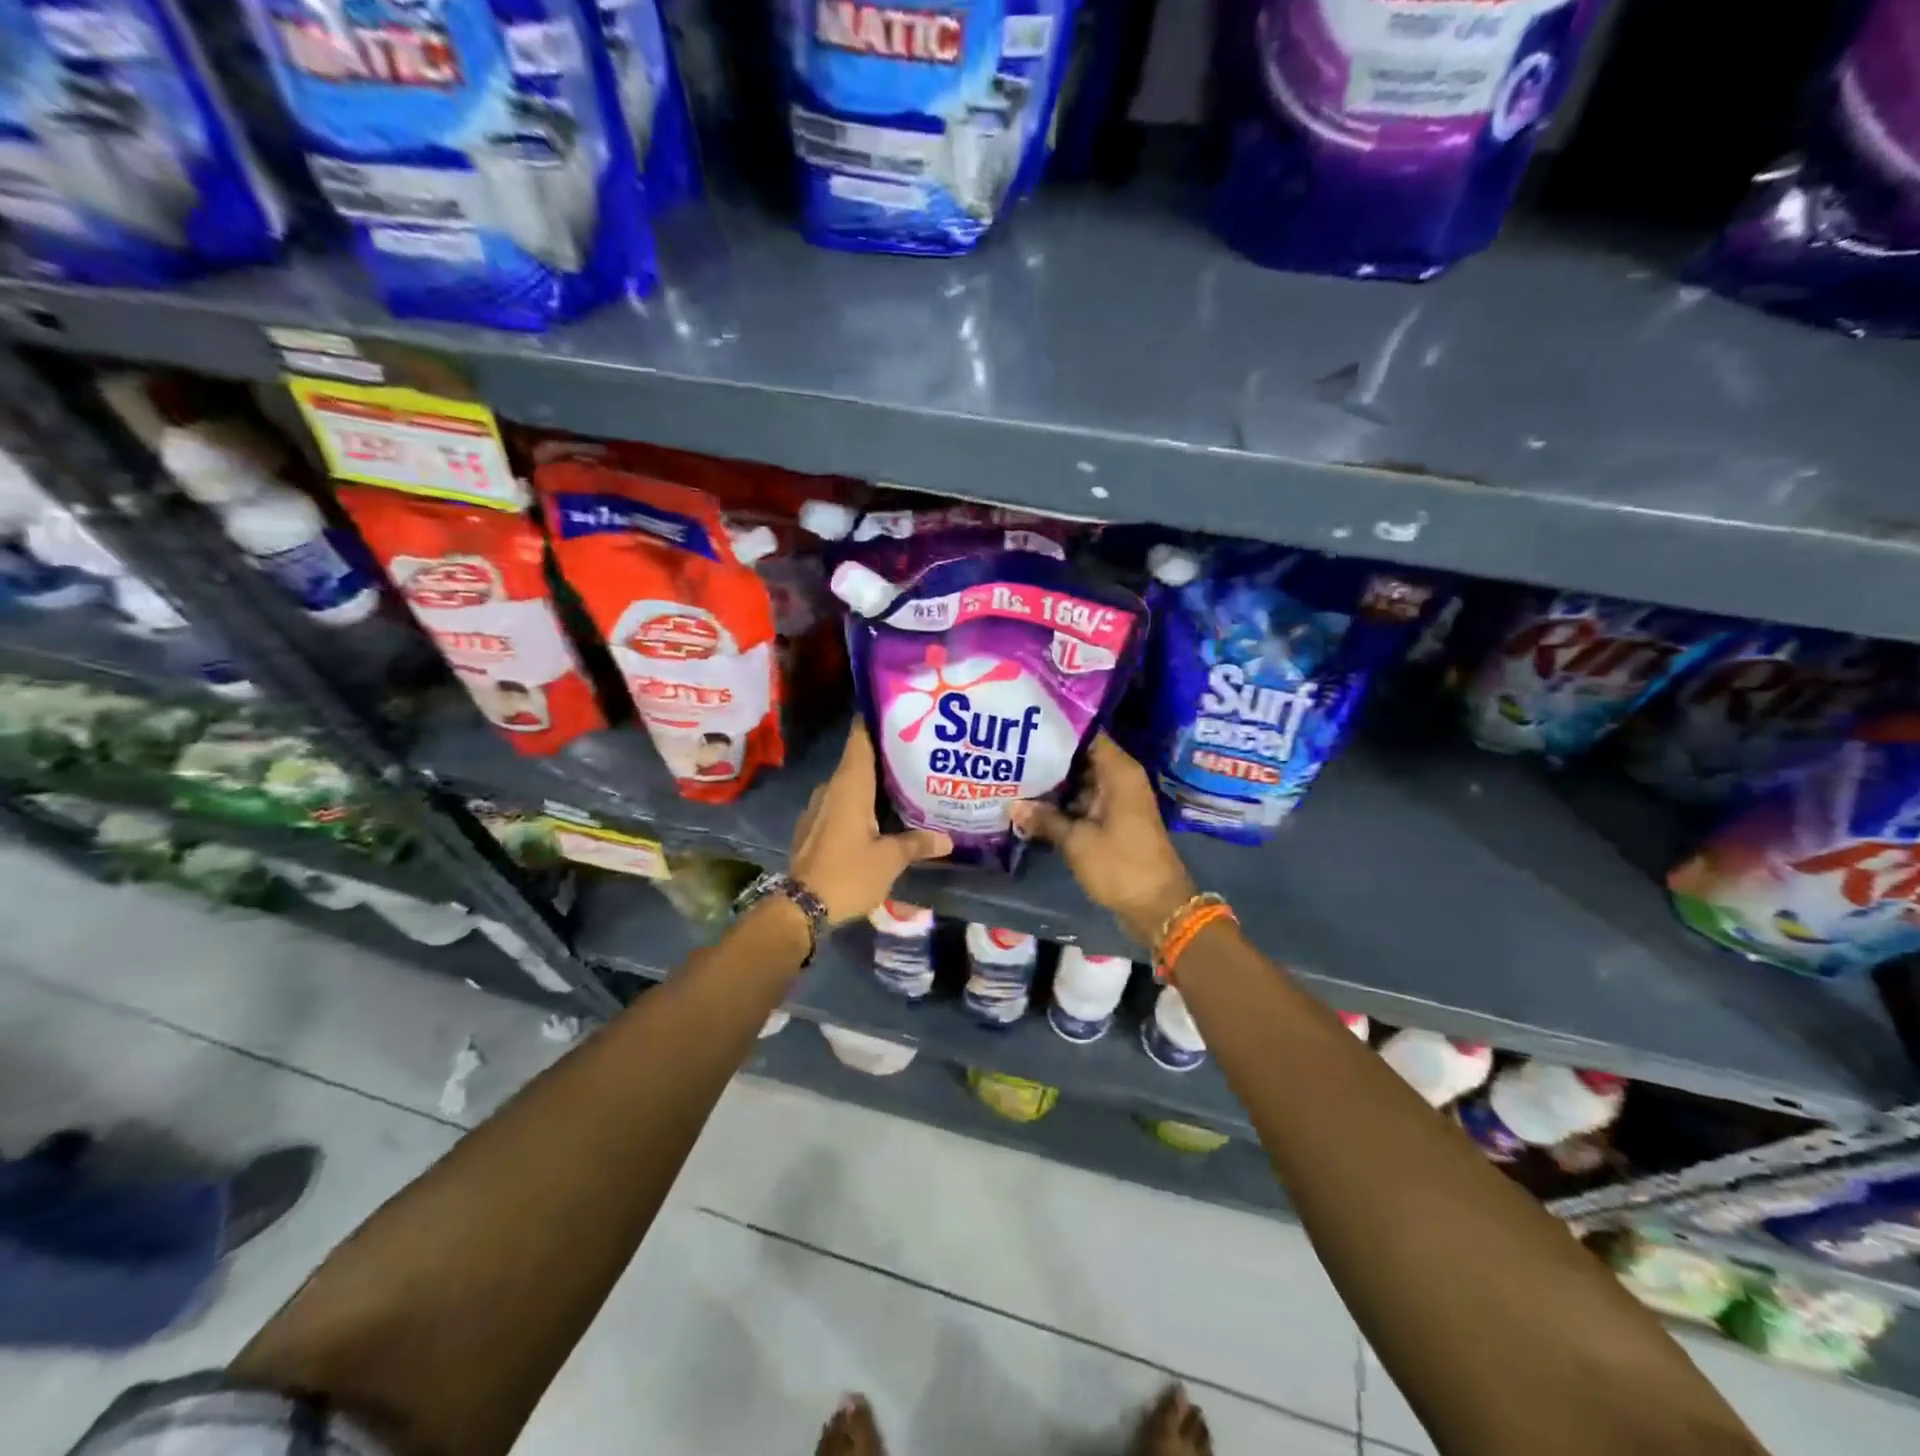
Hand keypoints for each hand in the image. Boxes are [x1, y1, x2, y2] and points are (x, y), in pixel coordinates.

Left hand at [791, 722, 952, 924]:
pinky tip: (880, 814)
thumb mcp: (889, 860)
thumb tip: (946, 838)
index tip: (899, 712)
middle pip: (858, 760)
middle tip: (917, 752)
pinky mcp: (814, 827)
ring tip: (905, 782)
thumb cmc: (848, 874)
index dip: (876, 721)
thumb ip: (917, 843)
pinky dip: (860, 802)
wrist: (801, 908)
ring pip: (850, 784)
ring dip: (873, 782)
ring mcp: (818, 808)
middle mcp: (831, 788)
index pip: (860, 738)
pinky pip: (841, 803)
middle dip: (885, 755)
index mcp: (849, 785)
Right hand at [1012, 735, 1196, 949]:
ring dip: (1053, 783)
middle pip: (1081, 757)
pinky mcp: (1113, 820)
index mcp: (1119, 772)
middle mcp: (1120, 779)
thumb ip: (1044, 819)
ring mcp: (1118, 801)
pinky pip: (1084, 802)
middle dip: (1049, 758)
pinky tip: (1032, 805)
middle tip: (1012, 753)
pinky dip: (1064, 803)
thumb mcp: (1077, 842)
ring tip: (1014, 775)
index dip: (1058, 730)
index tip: (1027, 727)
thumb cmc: (1120, 866)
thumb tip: (1011, 805)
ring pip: (1080, 781)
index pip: (1087, 735)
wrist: (1157, 907)